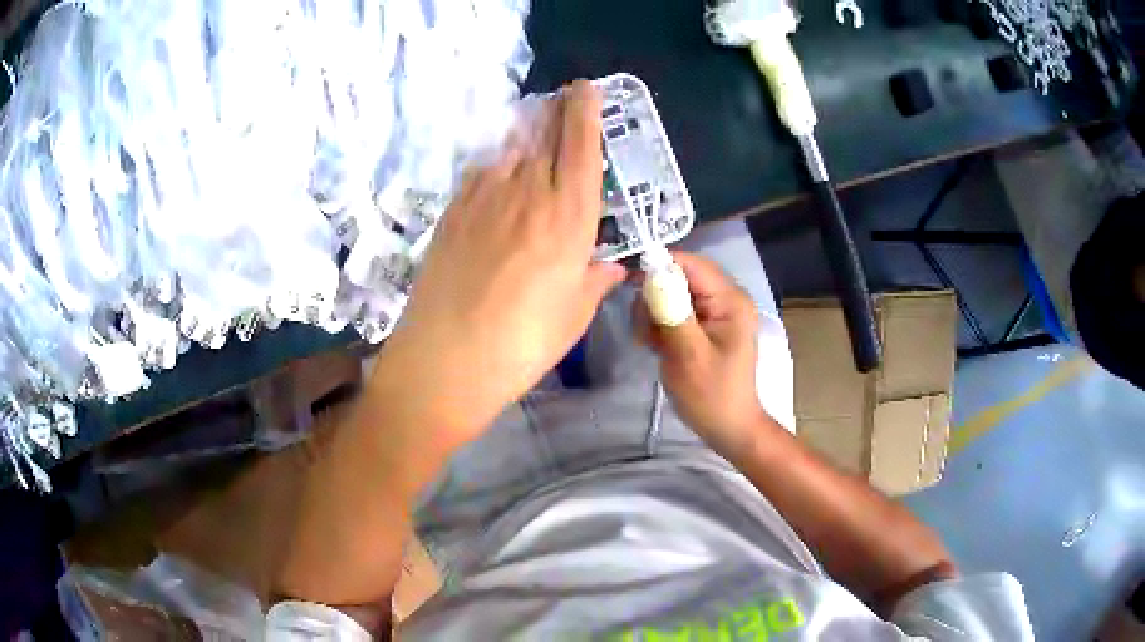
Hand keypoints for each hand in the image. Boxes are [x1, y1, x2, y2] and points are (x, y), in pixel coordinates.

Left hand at [377, 81, 625, 447]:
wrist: (445, 359)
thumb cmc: (522, 344)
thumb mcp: (574, 315)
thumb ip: (595, 279)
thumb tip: (610, 265)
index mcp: (569, 217)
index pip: (582, 146)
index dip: (586, 111)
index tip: (585, 88)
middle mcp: (528, 193)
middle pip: (545, 134)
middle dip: (557, 109)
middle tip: (563, 97)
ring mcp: (484, 198)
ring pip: (510, 145)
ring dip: (526, 127)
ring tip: (534, 121)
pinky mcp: (453, 211)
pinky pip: (480, 168)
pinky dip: (495, 156)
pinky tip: (499, 162)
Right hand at [633, 252, 772, 453]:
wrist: (728, 428)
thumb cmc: (712, 395)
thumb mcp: (688, 354)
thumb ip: (672, 310)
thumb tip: (651, 273)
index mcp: (730, 299)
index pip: (690, 263)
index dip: (658, 267)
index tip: (630, 286)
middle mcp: (725, 297)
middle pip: (679, 276)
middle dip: (654, 297)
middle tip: (644, 330)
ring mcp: (715, 311)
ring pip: (672, 293)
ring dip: (653, 314)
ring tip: (650, 343)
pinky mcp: (704, 325)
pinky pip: (675, 310)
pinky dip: (660, 325)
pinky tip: (657, 346)